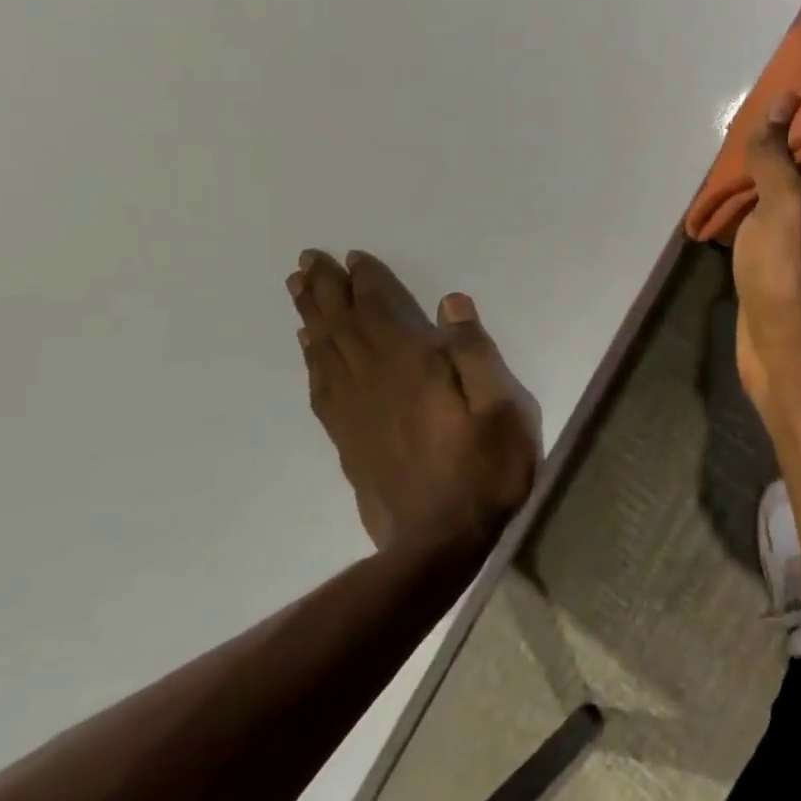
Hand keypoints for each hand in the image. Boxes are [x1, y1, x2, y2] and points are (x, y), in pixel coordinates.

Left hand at [288, 250, 539, 557]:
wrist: (439, 545)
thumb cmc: (484, 468)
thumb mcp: (502, 406)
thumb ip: (475, 353)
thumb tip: (451, 304)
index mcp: (412, 368)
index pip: (381, 312)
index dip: (366, 282)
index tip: (352, 256)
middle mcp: (374, 383)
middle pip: (343, 327)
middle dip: (325, 290)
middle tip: (306, 260)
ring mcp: (356, 414)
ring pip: (326, 354)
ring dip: (311, 318)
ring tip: (298, 292)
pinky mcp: (349, 442)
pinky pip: (322, 389)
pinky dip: (312, 361)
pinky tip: (311, 352)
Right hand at [731, 90, 800, 416]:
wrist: (788, 350)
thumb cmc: (790, 271)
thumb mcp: (783, 203)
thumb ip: (778, 153)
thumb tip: (785, 100)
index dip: (796, 112)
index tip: (766, 88)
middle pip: (795, 162)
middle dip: (769, 141)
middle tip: (732, 118)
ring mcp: (799, 236)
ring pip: (775, 192)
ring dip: (752, 175)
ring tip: (719, 148)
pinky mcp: (776, 261)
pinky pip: (759, 221)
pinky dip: (743, 207)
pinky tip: (718, 195)